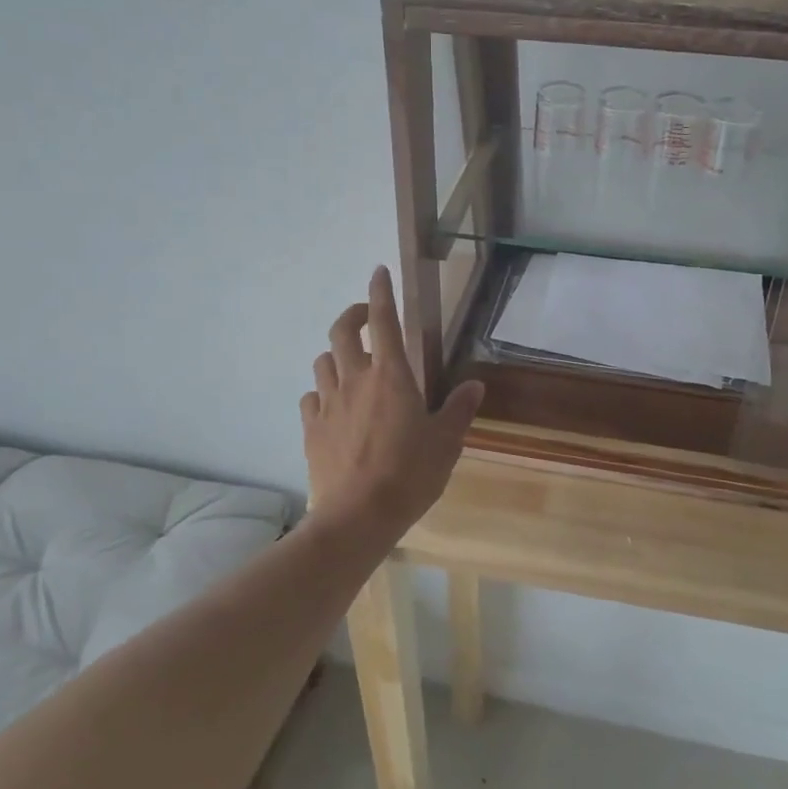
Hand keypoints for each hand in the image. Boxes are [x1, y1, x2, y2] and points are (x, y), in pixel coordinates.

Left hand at [300, 266, 484, 541]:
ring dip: (336, 354)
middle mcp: (355, 379)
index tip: (378, 271)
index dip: (381, 292)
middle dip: (353, 315)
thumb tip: (475, 384)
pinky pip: (311, 396)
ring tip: (350, 364)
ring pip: (323, 361)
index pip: (383, 320)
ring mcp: (328, 403)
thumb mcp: (446, 443)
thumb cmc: (409, 474)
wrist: (357, 517)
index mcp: (391, 375)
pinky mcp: (311, 428)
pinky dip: (322, 392)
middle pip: (342, 331)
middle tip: (366, 317)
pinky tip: (332, 405)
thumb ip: (459, 409)